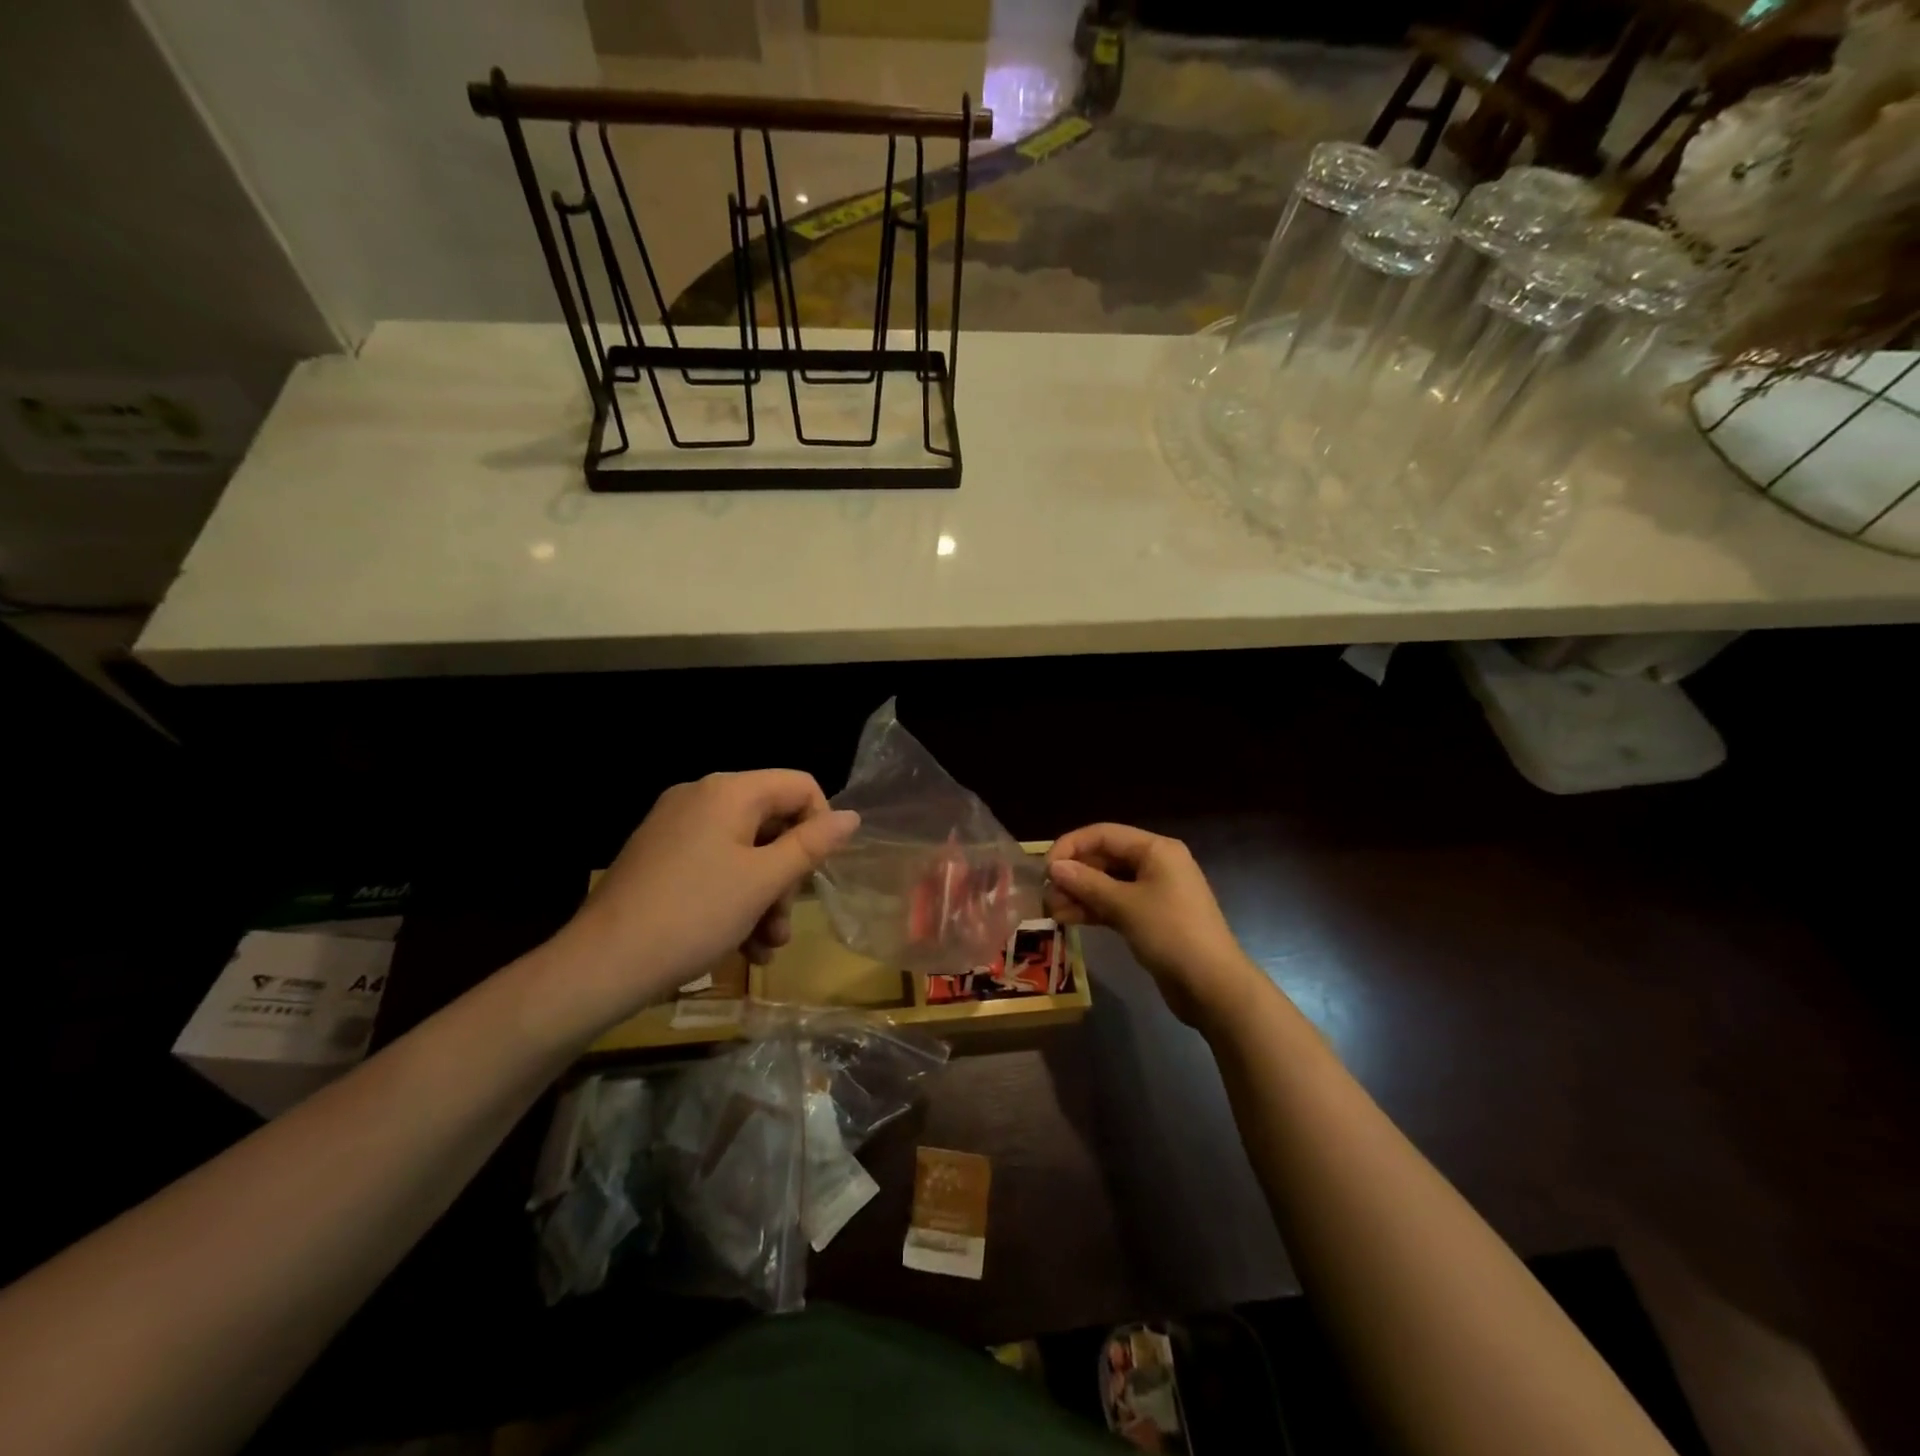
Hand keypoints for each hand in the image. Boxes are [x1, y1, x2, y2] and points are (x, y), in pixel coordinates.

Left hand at [552, 770, 859, 1031]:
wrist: (600, 966)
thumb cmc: (693, 915)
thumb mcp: (763, 881)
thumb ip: (812, 845)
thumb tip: (852, 816)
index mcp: (728, 791)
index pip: (799, 786)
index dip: (820, 825)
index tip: (818, 873)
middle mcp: (700, 798)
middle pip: (772, 822)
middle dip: (788, 875)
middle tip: (784, 922)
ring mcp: (676, 829)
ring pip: (745, 852)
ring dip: (765, 898)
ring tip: (767, 948)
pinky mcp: (660, 858)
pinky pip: (715, 867)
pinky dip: (734, 900)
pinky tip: (742, 948)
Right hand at [1046, 824, 1258, 1026]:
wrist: (1213, 987)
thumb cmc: (1171, 934)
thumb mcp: (1125, 905)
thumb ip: (1087, 883)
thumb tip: (1054, 867)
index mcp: (1156, 849)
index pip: (1103, 834)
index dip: (1071, 846)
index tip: (1045, 869)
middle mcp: (1156, 864)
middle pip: (1105, 857)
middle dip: (1074, 873)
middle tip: (1047, 895)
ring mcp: (1155, 892)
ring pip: (1108, 883)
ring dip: (1080, 894)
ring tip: (1052, 911)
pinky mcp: (1151, 917)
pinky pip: (1116, 903)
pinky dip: (1094, 909)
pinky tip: (1069, 919)